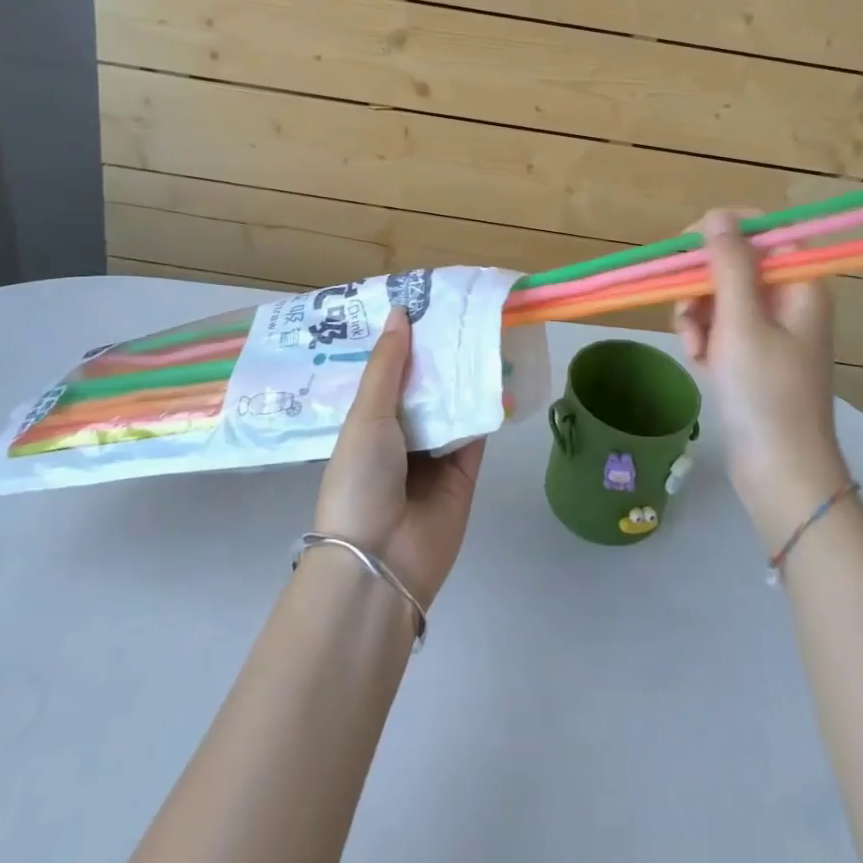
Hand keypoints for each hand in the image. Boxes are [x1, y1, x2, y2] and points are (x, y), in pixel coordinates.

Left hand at [314, 310, 485, 604]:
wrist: (380, 563)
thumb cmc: (360, 480)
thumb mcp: (366, 415)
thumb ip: (388, 365)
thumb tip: (401, 310)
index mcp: (368, 421)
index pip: (388, 371)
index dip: (403, 339)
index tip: (423, 300)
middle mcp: (400, 434)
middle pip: (425, 384)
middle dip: (439, 353)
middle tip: (462, 307)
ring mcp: (434, 453)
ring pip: (454, 403)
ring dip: (466, 373)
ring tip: (485, 328)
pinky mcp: (465, 471)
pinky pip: (478, 430)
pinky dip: (488, 405)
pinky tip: (502, 371)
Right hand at [673, 209, 851, 551]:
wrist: (779, 474)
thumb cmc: (765, 392)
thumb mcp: (741, 321)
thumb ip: (729, 263)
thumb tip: (719, 213)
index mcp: (799, 285)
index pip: (763, 232)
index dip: (724, 232)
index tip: (687, 247)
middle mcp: (787, 301)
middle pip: (734, 264)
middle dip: (702, 284)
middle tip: (686, 307)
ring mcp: (769, 330)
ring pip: (719, 296)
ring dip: (696, 314)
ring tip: (694, 346)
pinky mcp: (751, 355)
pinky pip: (718, 326)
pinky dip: (702, 337)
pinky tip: (698, 361)